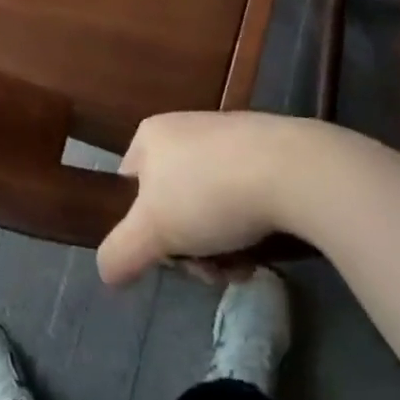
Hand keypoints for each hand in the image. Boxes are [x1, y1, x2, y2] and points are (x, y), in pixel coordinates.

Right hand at [97, 112, 313, 285]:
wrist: (293, 170)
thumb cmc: (208, 193)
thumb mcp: (152, 230)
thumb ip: (120, 251)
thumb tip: (106, 271)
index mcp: (151, 135)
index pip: (128, 185)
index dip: (141, 226)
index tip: (165, 253)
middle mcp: (185, 128)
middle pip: (171, 202)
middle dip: (188, 245)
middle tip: (208, 270)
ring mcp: (228, 137)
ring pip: (208, 205)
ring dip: (219, 245)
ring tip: (240, 266)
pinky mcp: (266, 151)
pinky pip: (243, 194)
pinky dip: (247, 225)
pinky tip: (262, 249)